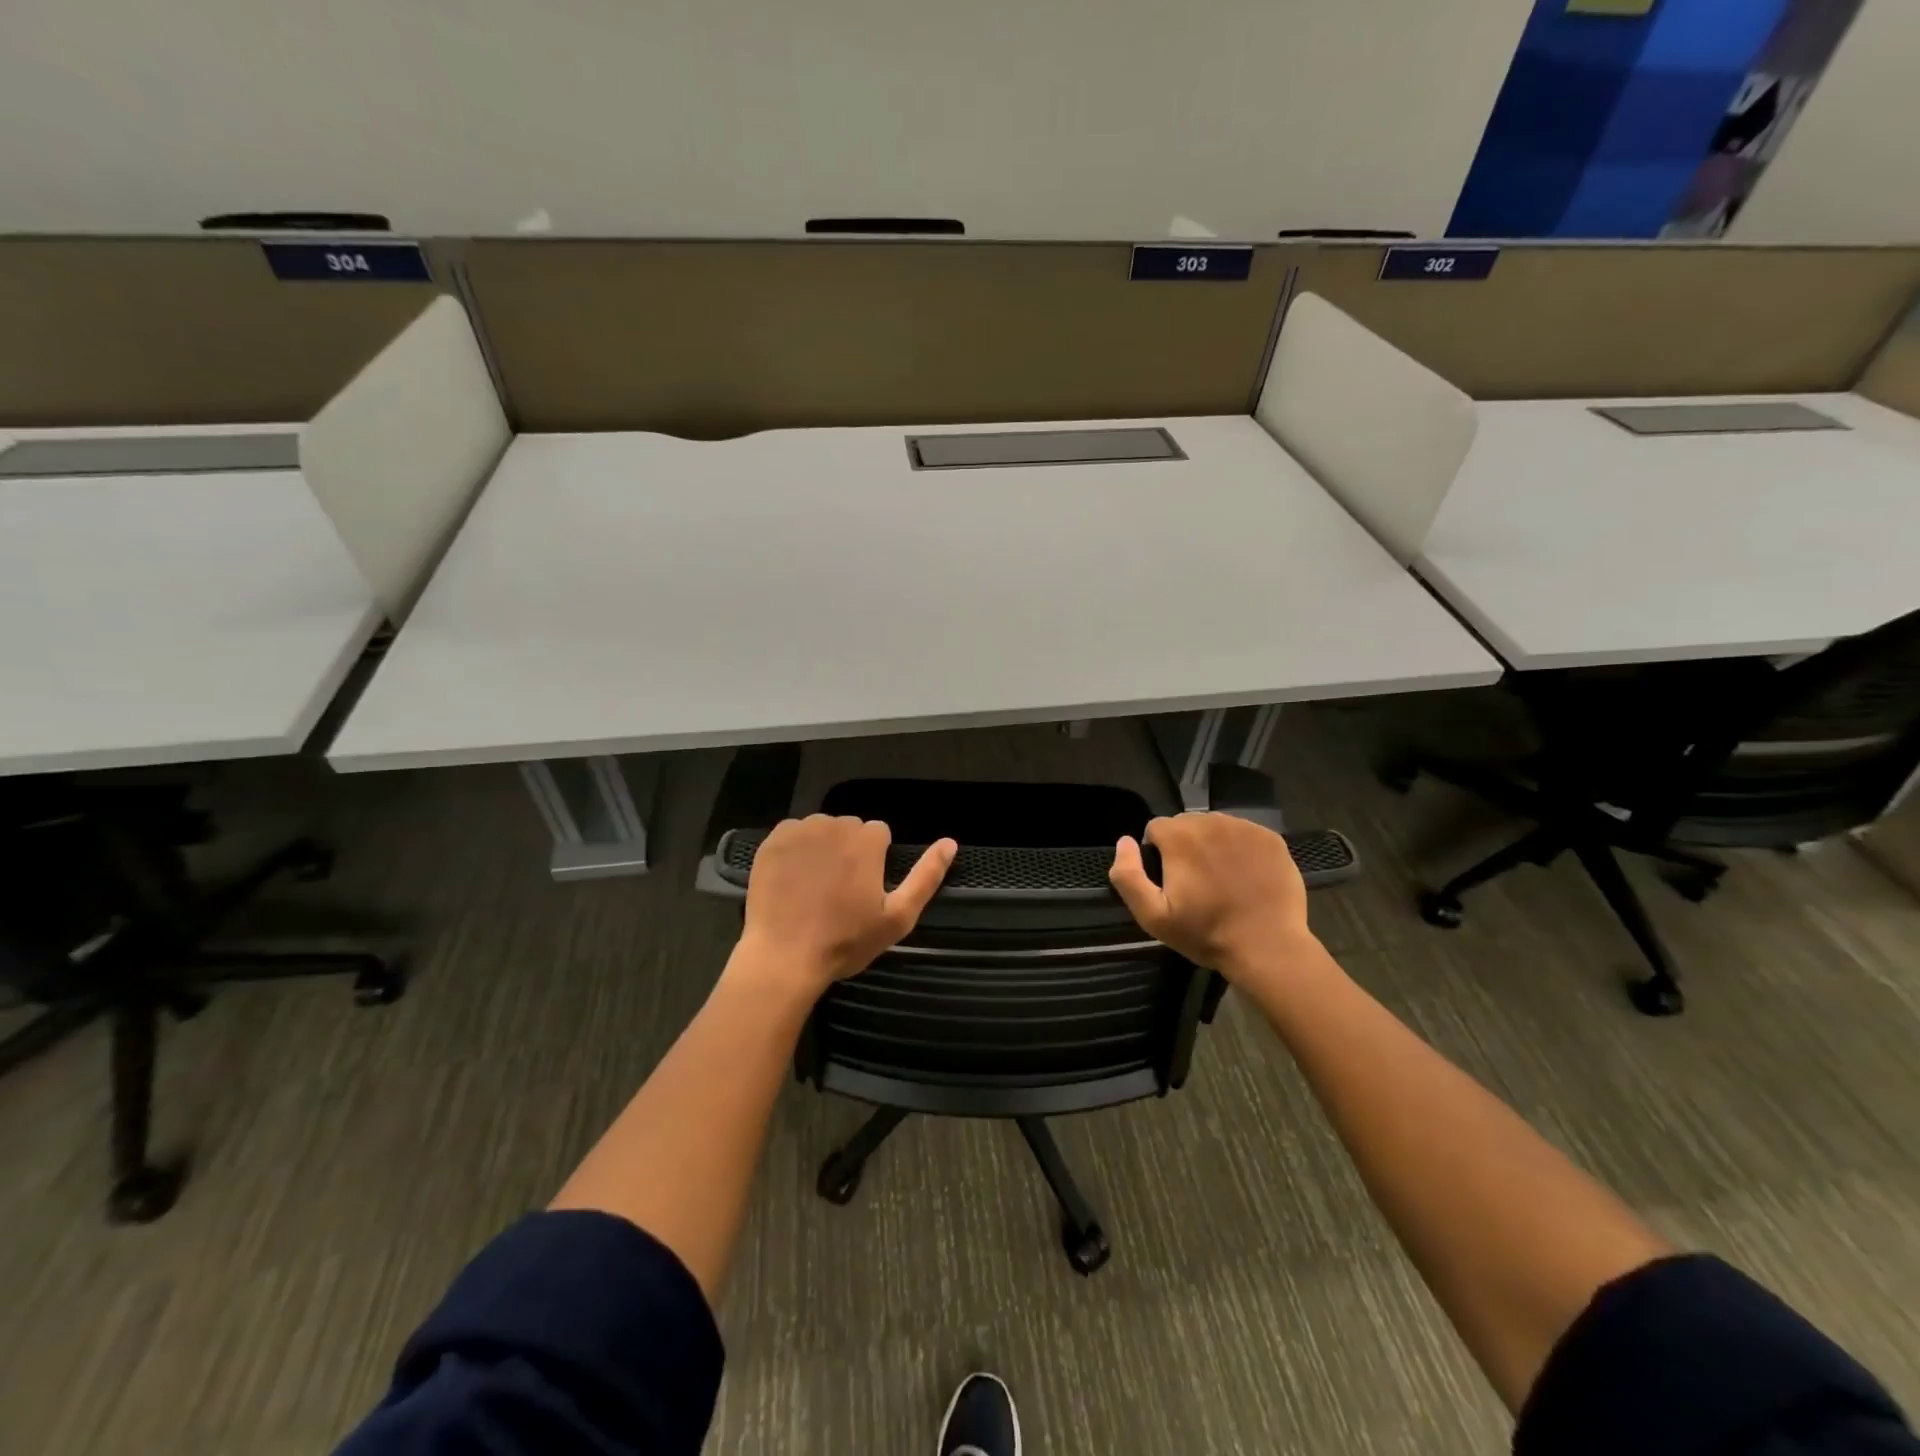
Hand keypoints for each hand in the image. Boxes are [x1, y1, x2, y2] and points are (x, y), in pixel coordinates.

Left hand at [736, 815, 955, 992]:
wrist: (784, 957)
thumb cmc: (846, 941)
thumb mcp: (898, 917)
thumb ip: (926, 876)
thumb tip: (950, 842)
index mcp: (867, 841)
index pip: (879, 833)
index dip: (876, 860)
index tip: (865, 889)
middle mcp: (834, 825)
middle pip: (850, 828)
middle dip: (850, 850)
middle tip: (840, 891)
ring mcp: (799, 831)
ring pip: (821, 829)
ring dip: (823, 847)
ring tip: (815, 886)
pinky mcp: (771, 842)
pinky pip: (792, 834)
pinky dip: (795, 850)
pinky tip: (792, 880)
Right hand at [1108, 813, 1313, 980]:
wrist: (1268, 948)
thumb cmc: (1206, 933)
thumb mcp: (1152, 916)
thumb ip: (1128, 876)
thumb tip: (1125, 841)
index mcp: (1179, 836)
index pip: (1156, 828)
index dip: (1157, 853)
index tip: (1170, 881)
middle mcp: (1211, 821)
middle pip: (1186, 824)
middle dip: (1184, 846)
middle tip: (1196, 883)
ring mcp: (1245, 828)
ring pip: (1216, 827)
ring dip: (1212, 845)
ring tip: (1222, 879)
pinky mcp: (1271, 839)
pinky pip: (1245, 834)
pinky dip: (1240, 849)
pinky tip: (1245, 877)